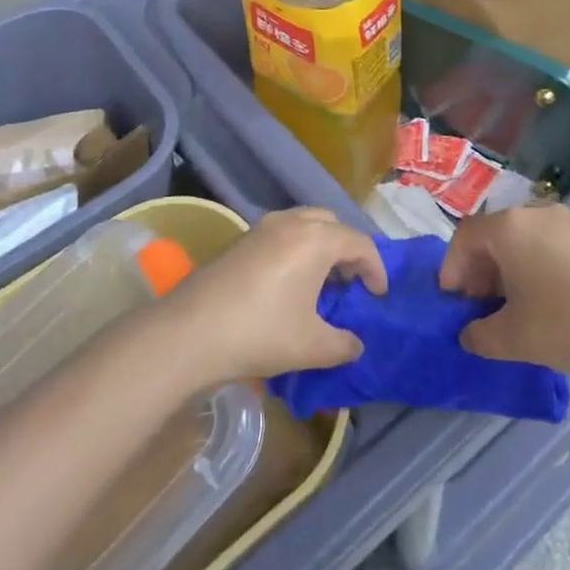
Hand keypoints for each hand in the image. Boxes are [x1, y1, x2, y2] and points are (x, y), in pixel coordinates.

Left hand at [162, 208, 386, 384]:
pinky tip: (289, 283)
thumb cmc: (261, 333)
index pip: (359, 243)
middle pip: (331, 224)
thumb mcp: (312, 346)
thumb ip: (343, 345)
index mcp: (316, 239)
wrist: (191, 331)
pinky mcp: (241, 240)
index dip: (375, 268)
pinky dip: (296, 248)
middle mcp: (291, 222)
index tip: (378, 295)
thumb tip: (356, 345)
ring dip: (320, 246)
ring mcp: (262, 228)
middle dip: (347, 249)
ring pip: (304, 223)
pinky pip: (282, 233)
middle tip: (351, 283)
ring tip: (321, 283)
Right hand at [440, 205, 569, 376]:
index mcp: (509, 228)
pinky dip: (535, 267)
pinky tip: (547, 302)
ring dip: (507, 270)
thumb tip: (469, 333)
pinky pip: (548, 245)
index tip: (454, 302)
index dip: (452, 268)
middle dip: (479, 270)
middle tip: (479, 307)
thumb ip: (480, 336)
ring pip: (521, 240)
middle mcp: (535, 213)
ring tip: (513, 308)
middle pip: (493, 235)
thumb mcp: (515, 339)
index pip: (464, 237)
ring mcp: (568, 222)